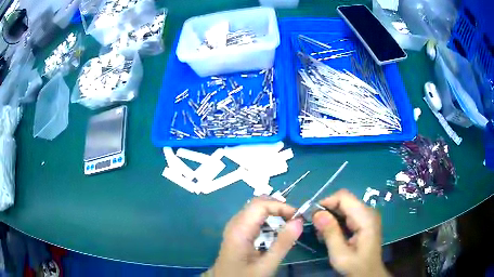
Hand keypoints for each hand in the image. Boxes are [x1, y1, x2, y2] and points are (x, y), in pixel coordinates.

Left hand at [208, 197, 303, 276]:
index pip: (261, 204)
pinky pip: (253, 218)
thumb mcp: (266, 264)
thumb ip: (282, 243)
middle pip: (257, 203)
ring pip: (256, 209)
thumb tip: (299, 221)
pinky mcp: (237, 232)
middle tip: (295, 220)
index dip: (281, 206)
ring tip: (289, 225)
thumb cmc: (244, 276)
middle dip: (279, 207)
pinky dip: (268, 219)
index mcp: (239, 229)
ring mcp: (235, 227)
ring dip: (274, 213)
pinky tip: (276, 232)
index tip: (298, 218)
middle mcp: (235, 223)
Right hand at [312, 189, 389, 276]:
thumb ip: (330, 233)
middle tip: (315, 227)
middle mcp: (368, 212)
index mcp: (365, 217)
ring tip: (320, 233)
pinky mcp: (364, 222)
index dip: (326, 202)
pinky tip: (329, 234)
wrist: (369, 274)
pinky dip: (336, 221)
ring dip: (330, 217)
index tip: (312, 216)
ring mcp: (367, 216)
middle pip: (344, 201)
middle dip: (327, 210)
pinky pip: (347, 214)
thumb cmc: (356, 266)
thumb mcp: (340, 254)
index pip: (344, 197)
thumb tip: (317, 213)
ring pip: (344, 207)